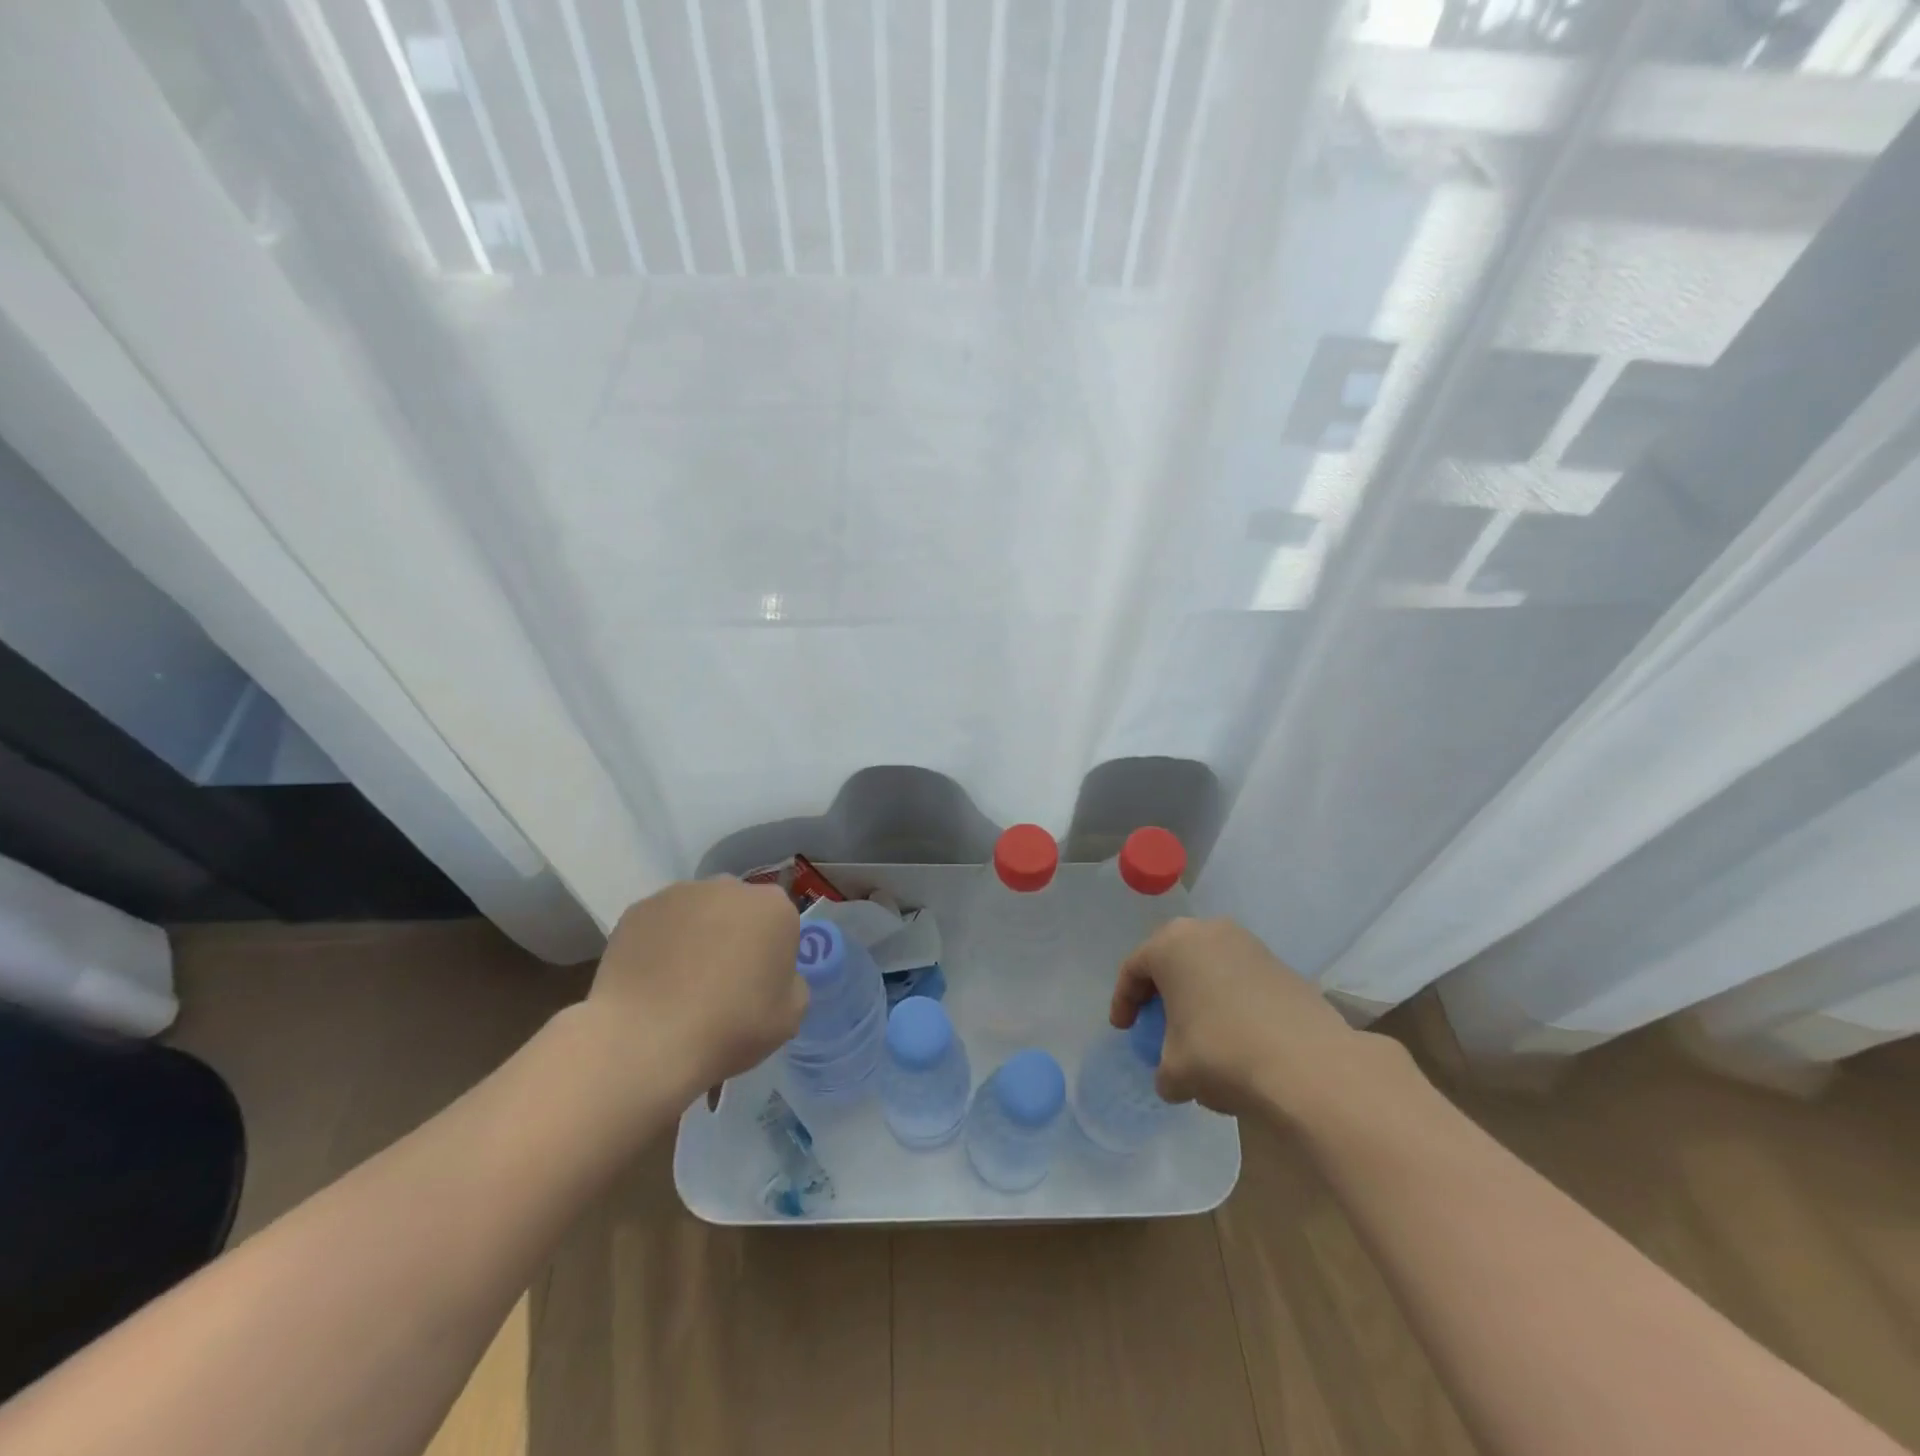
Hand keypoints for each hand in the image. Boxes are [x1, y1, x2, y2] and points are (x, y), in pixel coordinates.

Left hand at [581, 879, 807, 1106]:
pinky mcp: (639, 909)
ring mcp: (680, 893)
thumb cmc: (731, 1026)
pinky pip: (660, 924)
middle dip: (734, 935)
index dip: (772, 954)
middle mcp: (730, 887)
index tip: (759, 985)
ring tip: (679, 983)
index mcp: (775, 908)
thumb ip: (791, 984)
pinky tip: (651, 981)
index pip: (781, 924)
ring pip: (698, 912)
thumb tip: (770, 976)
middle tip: (721, 982)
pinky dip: (659, 944)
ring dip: (696, 935)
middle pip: (740, 909)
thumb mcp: (790, 1017)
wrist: (646, 1040)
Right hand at [1111, 917, 1395, 1118]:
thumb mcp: (1176, 1071)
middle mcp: (1206, 931)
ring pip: (1207, 964)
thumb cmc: (1223, 1053)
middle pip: (1170, 958)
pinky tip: (1234, 1032)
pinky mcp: (1279, 963)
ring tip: (1197, 1028)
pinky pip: (1238, 976)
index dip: (1123, 1001)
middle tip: (1156, 1021)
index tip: (1124, 1030)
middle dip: (1160, 990)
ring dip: (1196, 992)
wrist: (1309, 1065)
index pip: (1133, 968)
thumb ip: (1163, 1069)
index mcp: (1170, 945)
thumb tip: (1173, 1077)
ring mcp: (1247, 943)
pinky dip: (1227, 998)